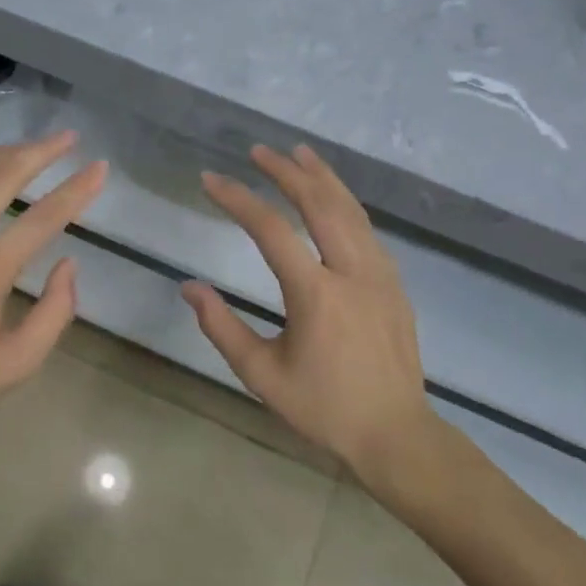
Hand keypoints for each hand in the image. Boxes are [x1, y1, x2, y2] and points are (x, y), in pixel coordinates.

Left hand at [0, 130, 105, 452]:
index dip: (76, 189)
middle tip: (66, 138)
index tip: (100, 168)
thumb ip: (54, 312)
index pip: (43, 217)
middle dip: (39, 151)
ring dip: (0, 156)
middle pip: (1, 177)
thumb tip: (68, 264)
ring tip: (27, 148)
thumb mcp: (16, 363)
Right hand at [181, 144, 431, 475]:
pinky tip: (332, 197)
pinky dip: (345, 202)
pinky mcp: (393, 283)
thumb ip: (221, 327)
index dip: (238, 200)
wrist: (395, 435)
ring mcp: (380, 274)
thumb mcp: (261, 375)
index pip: (272, 230)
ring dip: (322, 177)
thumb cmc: (323, 408)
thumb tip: (189, 287)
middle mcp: (352, 272)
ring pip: (351, 210)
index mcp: (317, 295)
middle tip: (258, 151)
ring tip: (298, 153)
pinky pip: (366, 229)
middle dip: (287, 172)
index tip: (211, 181)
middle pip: (320, 204)